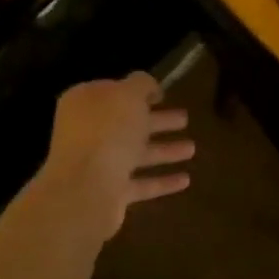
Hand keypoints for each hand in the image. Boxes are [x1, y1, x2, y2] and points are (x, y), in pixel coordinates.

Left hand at [34, 72, 193, 238]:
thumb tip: (149, 86)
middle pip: (127, 124)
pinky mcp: (110, 193)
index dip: (137, 91)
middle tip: (185, 118)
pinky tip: (186, 180)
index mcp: (85, 103)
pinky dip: (162, 181)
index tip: (163, 94)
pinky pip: (141, 184)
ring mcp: (97, 165)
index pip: (112, 91)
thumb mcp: (128, 95)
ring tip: (193, 149)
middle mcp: (88, 133)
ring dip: (165, 150)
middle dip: (157, 121)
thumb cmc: (107, 132)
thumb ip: (141, 85)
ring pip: (136, 154)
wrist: (85, 189)